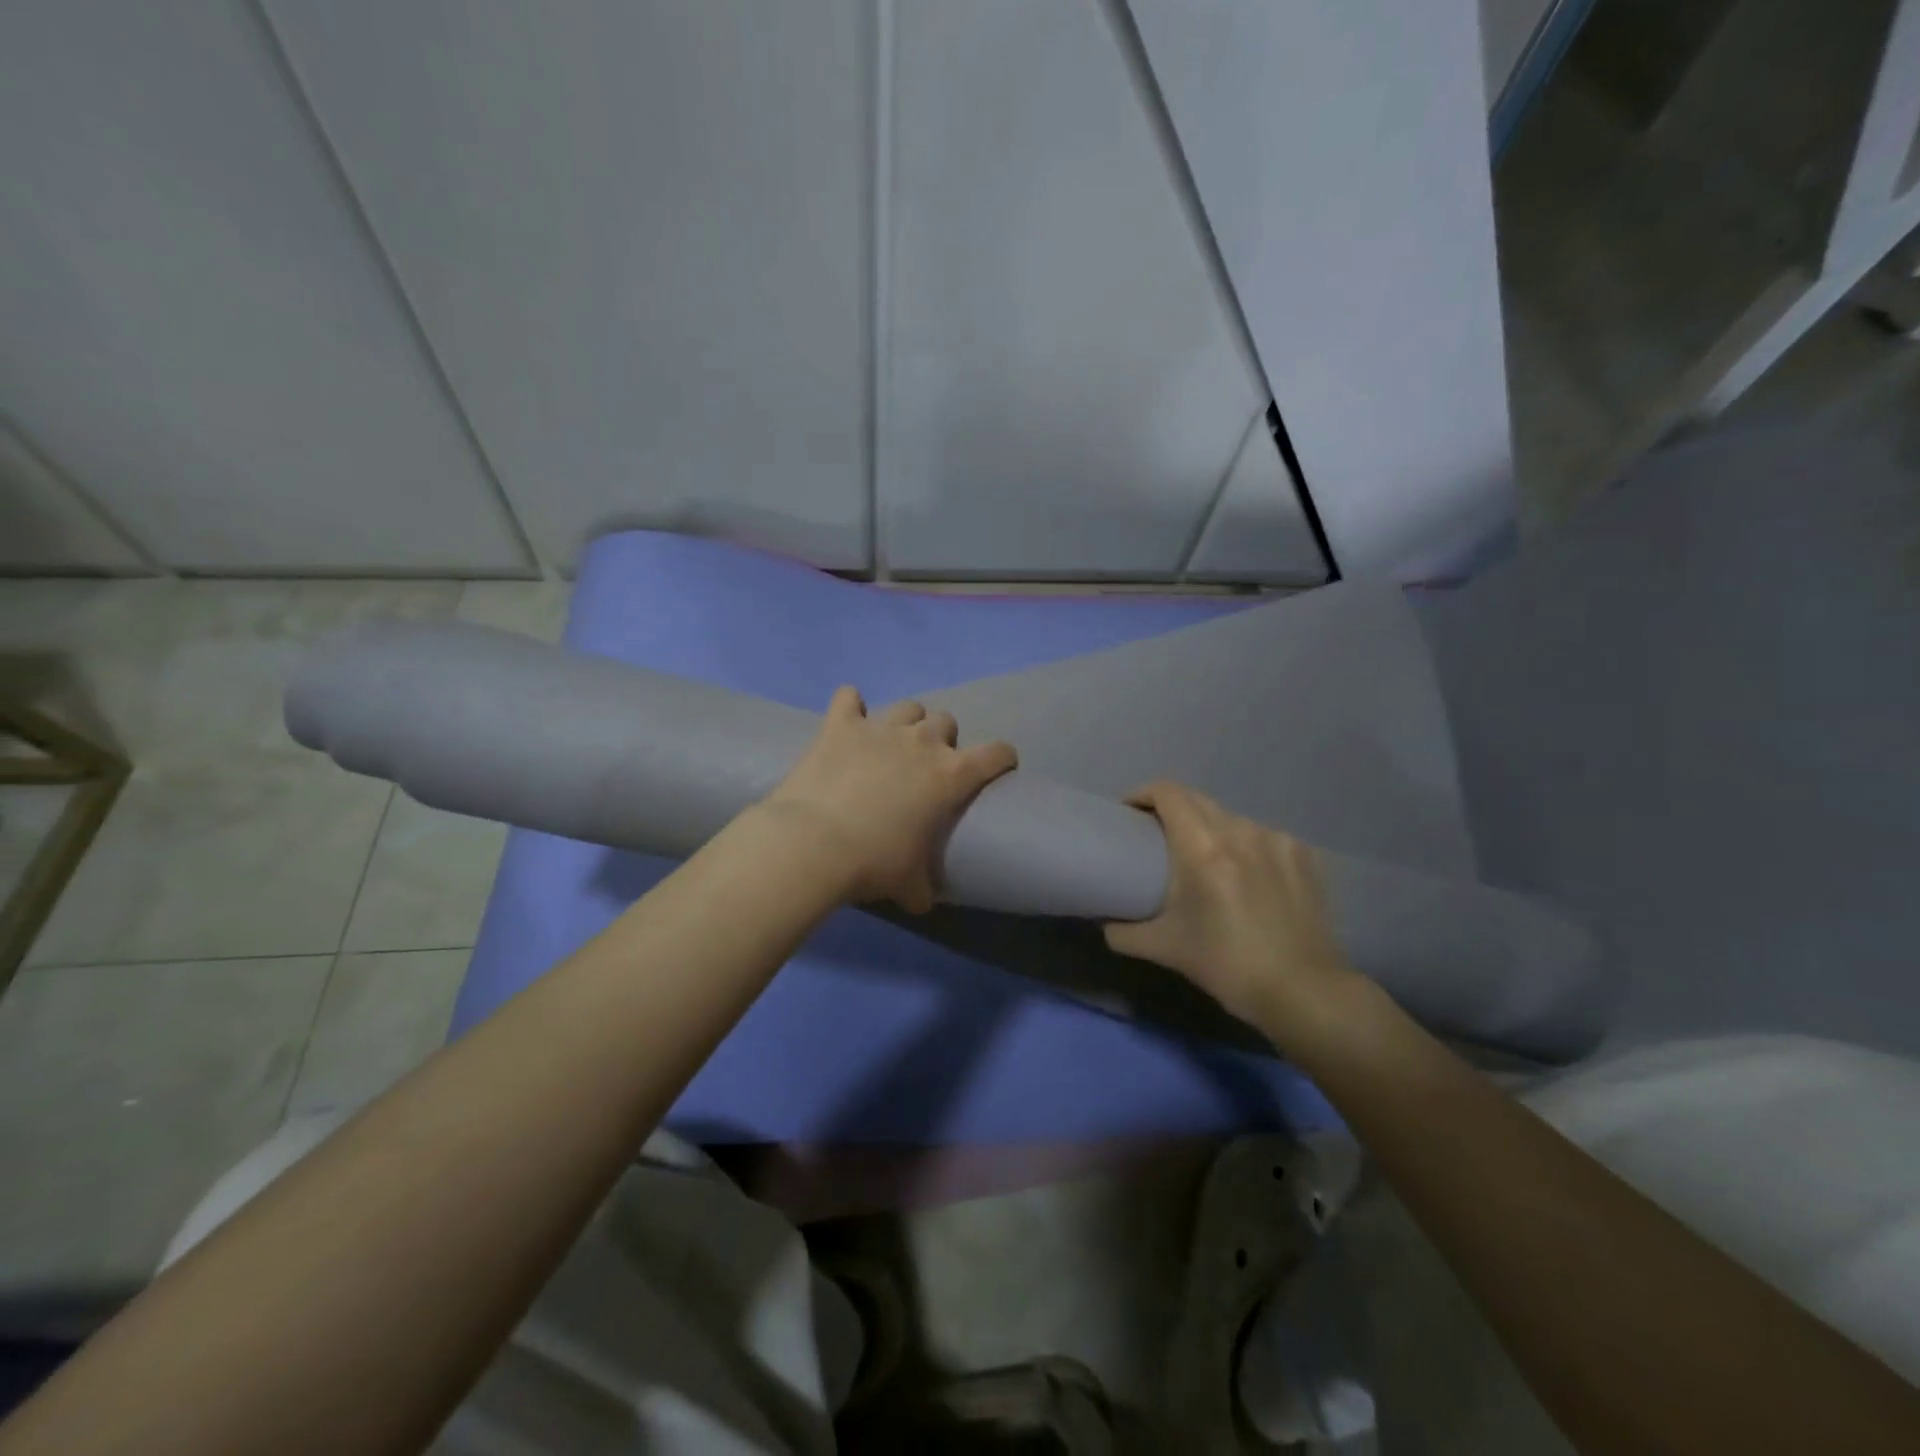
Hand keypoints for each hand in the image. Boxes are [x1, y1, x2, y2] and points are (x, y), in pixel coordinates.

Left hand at [759, 686, 1017, 912]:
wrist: (815, 844)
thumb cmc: (874, 863)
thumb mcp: (909, 884)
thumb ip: (922, 887)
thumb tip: (921, 901)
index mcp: (952, 775)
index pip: (996, 753)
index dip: (1002, 758)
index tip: (999, 767)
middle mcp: (922, 742)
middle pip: (946, 721)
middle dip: (942, 739)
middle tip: (927, 765)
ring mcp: (881, 728)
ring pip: (908, 707)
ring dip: (906, 722)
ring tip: (892, 744)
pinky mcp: (841, 725)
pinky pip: (848, 698)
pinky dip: (850, 707)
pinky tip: (848, 719)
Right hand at [1105, 782, 1357, 1034]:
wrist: (1304, 992)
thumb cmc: (1227, 965)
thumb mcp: (1164, 949)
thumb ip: (1124, 933)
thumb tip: (1106, 924)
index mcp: (1203, 848)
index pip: (1167, 793)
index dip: (1142, 794)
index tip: (1129, 814)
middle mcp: (1240, 831)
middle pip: (1197, 799)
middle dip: (1171, 810)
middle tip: (1157, 837)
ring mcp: (1277, 840)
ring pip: (1231, 818)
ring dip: (1210, 829)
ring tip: (1204, 859)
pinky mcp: (1304, 855)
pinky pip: (1262, 836)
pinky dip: (1245, 846)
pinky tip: (1246, 875)